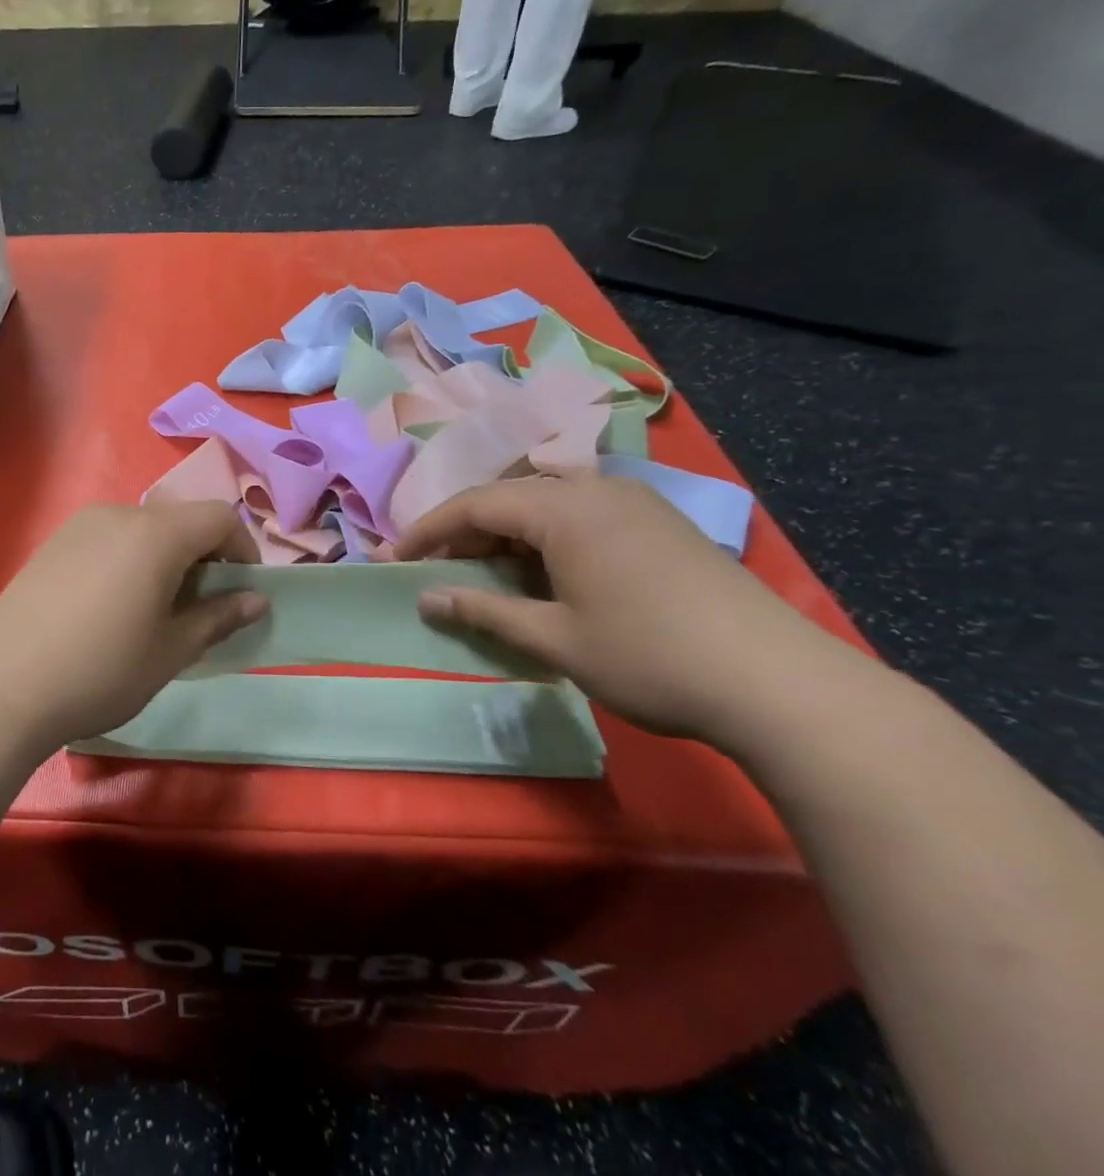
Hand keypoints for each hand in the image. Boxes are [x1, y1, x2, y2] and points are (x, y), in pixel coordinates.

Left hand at [0, 501, 268, 749]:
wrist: (3, 687)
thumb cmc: (101, 671)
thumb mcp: (170, 651)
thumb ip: (218, 617)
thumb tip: (256, 600)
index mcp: (155, 534)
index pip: (219, 517)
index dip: (243, 549)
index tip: (242, 590)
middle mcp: (118, 515)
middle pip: (179, 520)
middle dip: (203, 556)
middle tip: (200, 606)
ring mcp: (79, 525)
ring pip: (142, 529)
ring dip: (165, 558)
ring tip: (155, 609)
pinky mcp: (53, 543)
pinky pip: (108, 538)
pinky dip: (129, 559)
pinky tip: (111, 606)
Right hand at [386, 475, 858, 741]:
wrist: (780, 685)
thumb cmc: (650, 657)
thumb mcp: (554, 639)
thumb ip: (484, 611)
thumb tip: (426, 598)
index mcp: (565, 508)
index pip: (475, 505)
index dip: (429, 531)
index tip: (395, 559)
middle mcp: (597, 490)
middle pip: (509, 496)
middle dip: (465, 530)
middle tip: (436, 568)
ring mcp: (635, 504)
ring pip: (547, 502)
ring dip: (507, 533)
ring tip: (485, 572)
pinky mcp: (661, 525)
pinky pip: (582, 514)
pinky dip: (546, 537)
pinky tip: (545, 574)